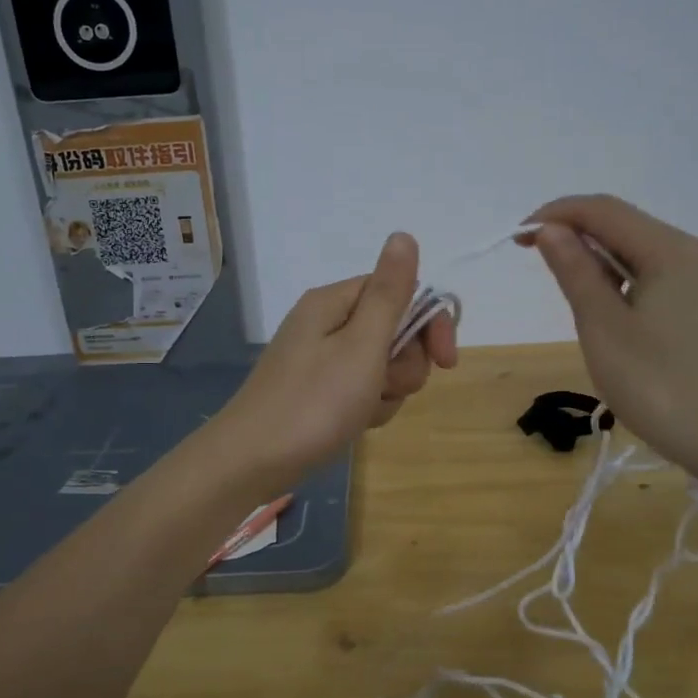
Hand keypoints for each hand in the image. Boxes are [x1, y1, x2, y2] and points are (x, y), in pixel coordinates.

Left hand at [212, 233, 457, 492]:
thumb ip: (389, 293)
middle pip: (393, 330)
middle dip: (404, 365)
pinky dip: (367, 407)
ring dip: (387, 391)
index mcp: (334, 302)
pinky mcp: (317, 390)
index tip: (446, 362)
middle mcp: (326, 322)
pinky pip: (361, 389)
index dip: (429, 324)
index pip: (400, 292)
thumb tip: (403, 235)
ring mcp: (320, 358)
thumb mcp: (362, 346)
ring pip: (382, 365)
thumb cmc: (313, 403)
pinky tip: (354, 424)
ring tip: (364, 411)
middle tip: (386, 388)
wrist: (251, 462)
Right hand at [524, 194, 697, 482]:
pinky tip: (633, 327)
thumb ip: (577, 272)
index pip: (604, 210)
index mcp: (674, 252)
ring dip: (612, 267)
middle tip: (548, 273)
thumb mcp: (605, 330)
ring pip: (656, 258)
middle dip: (584, 241)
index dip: (556, 215)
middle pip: (633, 230)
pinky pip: (678, 283)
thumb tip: (553, 230)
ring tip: (588, 309)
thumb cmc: (664, 389)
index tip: (520, 237)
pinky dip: (642, 288)